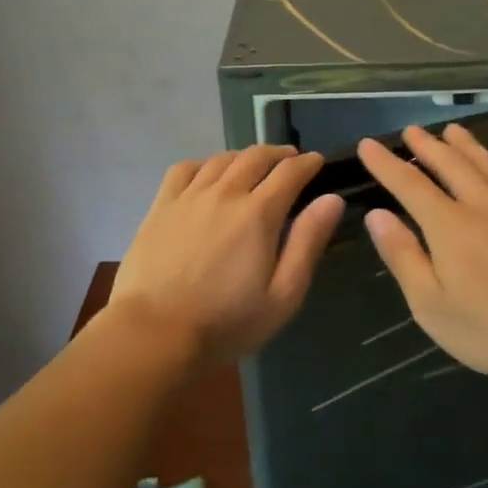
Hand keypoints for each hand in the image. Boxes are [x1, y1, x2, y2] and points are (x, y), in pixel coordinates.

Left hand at [112, 144, 344, 365]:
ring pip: (222, 159)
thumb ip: (308, 243)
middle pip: (256, 157)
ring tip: (254, 164)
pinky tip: (209, 173)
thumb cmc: (227, 322)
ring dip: (245, 156)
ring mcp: (189, 197)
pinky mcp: (161, 207)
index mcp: (259, 214)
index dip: (308, 164)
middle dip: (279, 154)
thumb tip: (331, 200)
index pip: (290, 173)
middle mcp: (225, 193)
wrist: (155, 333)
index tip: (317, 162)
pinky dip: (204, 163)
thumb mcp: (283, 295)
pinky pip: (185, 169)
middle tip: (291, 159)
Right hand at [356, 123, 487, 387]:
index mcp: (449, 225)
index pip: (409, 183)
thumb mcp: (429, 304)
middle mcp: (483, 205)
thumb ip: (402, 255)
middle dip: (427, 145)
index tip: (368, 145)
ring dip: (468, 146)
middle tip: (411, 131)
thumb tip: (377, 216)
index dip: (386, 163)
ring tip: (453, 131)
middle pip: (451, 164)